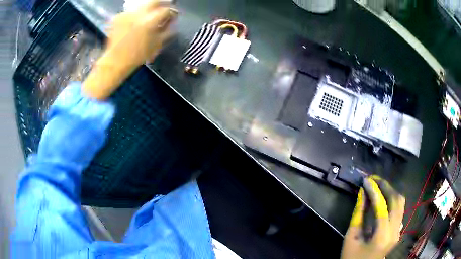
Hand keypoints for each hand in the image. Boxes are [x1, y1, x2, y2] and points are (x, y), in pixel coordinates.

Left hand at [83, 0, 177, 99]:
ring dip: (148, 8)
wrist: (115, 61)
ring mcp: (127, 13)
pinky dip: (136, 14)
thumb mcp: (157, 44)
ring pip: (142, 4)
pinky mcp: (119, 16)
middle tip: (164, 8)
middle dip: (162, 3)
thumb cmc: (138, 56)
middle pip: (154, 0)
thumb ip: (167, 31)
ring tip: (149, 15)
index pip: (167, 10)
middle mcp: (138, 13)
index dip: (172, 13)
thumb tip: (172, 22)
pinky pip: (132, 11)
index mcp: (150, 21)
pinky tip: (136, 21)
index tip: (173, 16)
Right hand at [341, 176, 404, 258]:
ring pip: (401, 203)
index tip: (366, 180)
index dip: (374, 191)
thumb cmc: (352, 257)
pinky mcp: (398, 230)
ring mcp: (398, 231)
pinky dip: (392, 200)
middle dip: (386, 187)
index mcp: (382, 236)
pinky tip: (383, 199)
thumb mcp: (351, 237)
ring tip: (378, 186)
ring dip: (390, 192)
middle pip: (397, 201)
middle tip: (374, 179)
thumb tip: (362, 193)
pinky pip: (399, 210)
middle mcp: (395, 232)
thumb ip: (358, 214)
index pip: (382, 207)